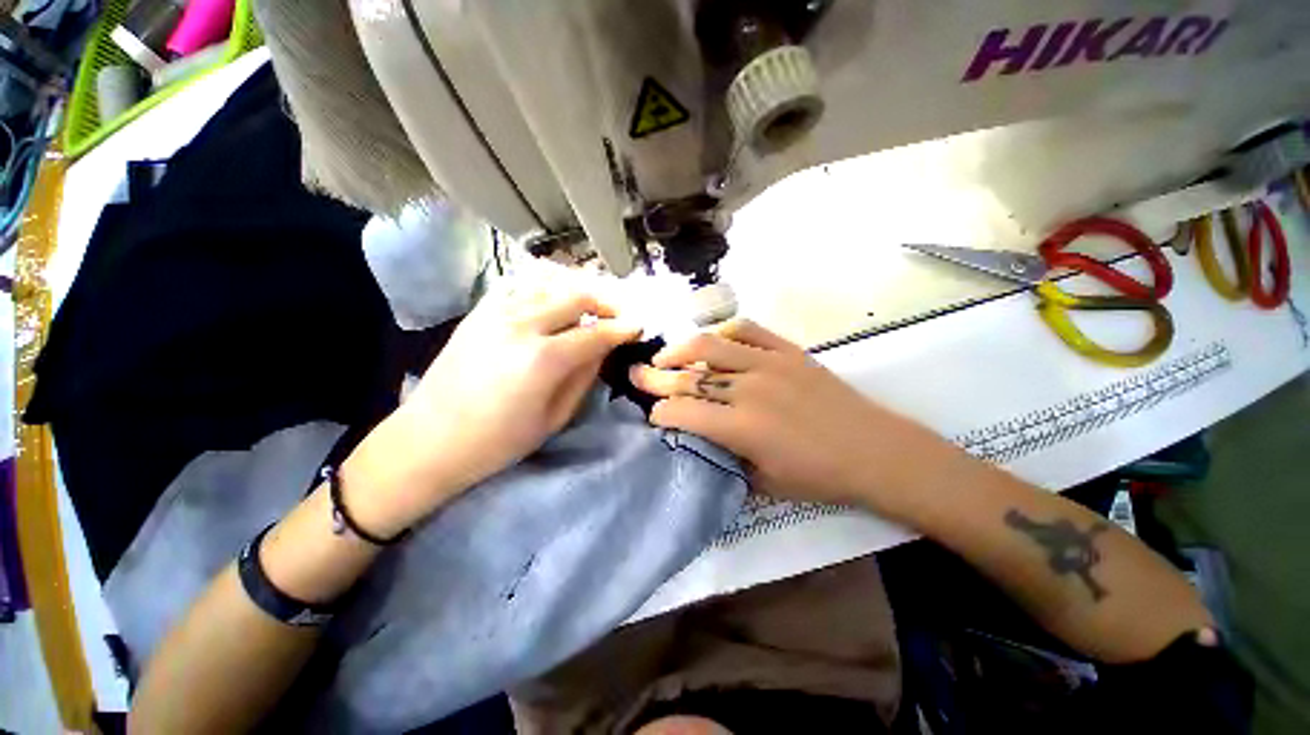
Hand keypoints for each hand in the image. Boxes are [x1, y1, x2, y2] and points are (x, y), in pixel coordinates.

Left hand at [342, 282, 640, 535]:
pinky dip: (544, 283)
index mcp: (544, 359)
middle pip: (576, 296)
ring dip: (577, 287)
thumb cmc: (498, 441)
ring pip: (549, 282)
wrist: (429, 439)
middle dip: (605, 300)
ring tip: (592, 301)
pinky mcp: (479, 312)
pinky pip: (519, 284)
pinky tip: (554, 294)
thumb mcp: (554, 418)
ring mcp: (496, 313)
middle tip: (619, 312)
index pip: (596, 333)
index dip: (622, 329)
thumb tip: (603, 349)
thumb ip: (584, 377)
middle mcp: (522, 325)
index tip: (639, 326)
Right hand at [630, 320, 943, 512]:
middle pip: (688, 377)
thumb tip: (699, 436)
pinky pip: (747, 329)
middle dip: (654, 378)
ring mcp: (769, 363)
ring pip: (710, 345)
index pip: (682, 411)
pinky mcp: (788, 350)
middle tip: (635, 374)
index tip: (653, 416)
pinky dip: (723, 331)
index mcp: (742, 427)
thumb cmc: (819, 476)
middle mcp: (749, 389)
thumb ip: (725, 456)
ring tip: (665, 356)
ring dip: (680, 350)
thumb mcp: (763, 482)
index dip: (660, 413)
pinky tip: (712, 341)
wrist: (875, 450)